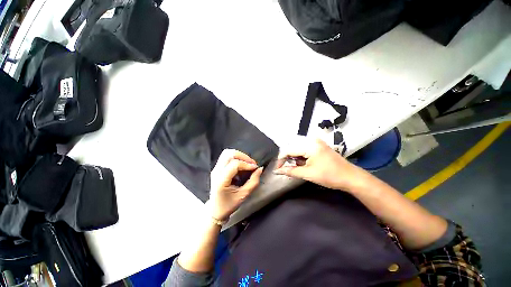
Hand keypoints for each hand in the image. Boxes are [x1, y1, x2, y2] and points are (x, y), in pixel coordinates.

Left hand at [209, 149, 262, 220]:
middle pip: (229, 154)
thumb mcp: (243, 195)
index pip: (235, 164)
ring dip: (239, 156)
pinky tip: (242, 166)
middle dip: (243, 156)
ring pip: (227, 153)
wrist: (215, 210)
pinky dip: (236, 158)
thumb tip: (260, 169)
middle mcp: (216, 171)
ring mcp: (215, 169)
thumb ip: (253, 182)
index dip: (247, 164)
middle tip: (252, 164)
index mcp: (221, 180)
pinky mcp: (217, 168)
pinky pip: (226, 157)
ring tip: (247, 163)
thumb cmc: (228, 205)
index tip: (255, 168)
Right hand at [274, 138, 360, 190]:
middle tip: (288, 169)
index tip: (278, 169)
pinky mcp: (319, 145)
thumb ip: (290, 171)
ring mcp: (316, 142)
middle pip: (293, 148)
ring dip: (295, 158)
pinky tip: (305, 164)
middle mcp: (312, 140)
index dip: (281, 160)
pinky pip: (305, 149)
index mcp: (309, 145)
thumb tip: (277, 171)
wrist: (350, 177)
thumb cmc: (329, 176)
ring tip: (299, 167)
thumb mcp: (308, 174)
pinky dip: (302, 157)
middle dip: (288, 159)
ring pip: (298, 149)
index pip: (288, 150)